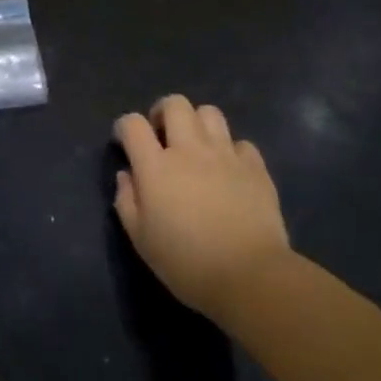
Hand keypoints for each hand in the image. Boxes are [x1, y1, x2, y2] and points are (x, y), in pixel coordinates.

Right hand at [114, 95, 290, 320]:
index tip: (125, 142)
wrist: (249, 276)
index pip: (133, 124)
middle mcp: (190, 150)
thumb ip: (127, 201)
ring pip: (210, 113)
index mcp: (156, 166)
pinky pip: (241, 143)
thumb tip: (127, 175)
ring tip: (196, 147)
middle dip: (163, 113)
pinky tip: (229, 170)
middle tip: (162, 136)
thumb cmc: (186, 262)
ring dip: (198, 124)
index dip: (125, 127)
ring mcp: (226, 155)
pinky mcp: (255, 167)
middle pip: (175, 104)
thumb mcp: (141, 239)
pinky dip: (231, 150)